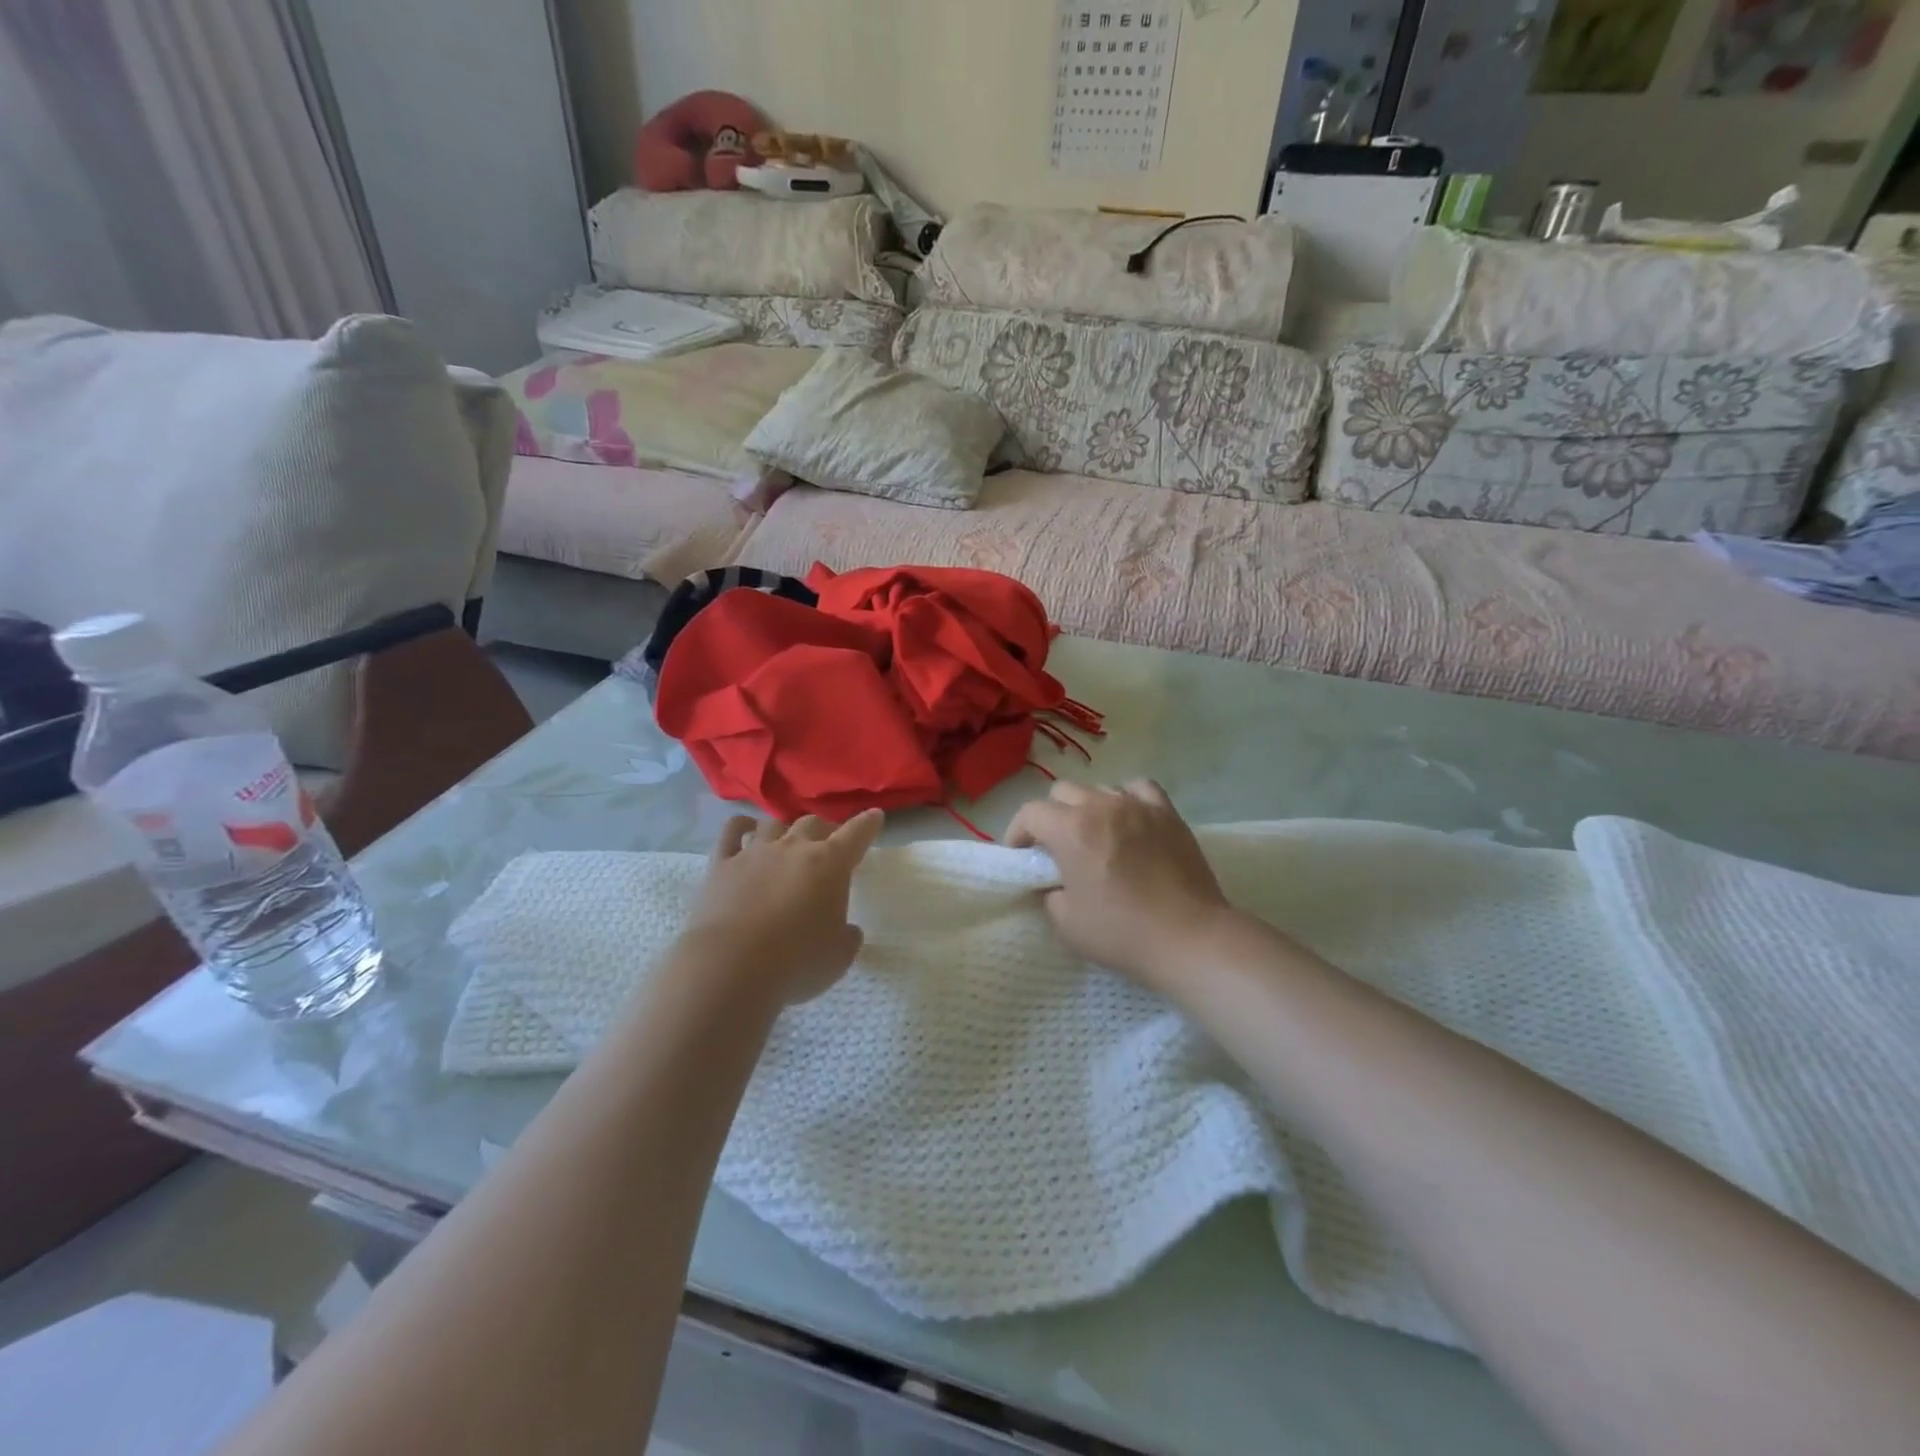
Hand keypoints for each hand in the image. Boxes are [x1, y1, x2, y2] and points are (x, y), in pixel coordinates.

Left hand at [680, 809, 885, 1005]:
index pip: (856, 834)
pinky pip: (731, 833)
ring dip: (785, 828)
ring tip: (787, 839)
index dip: (867, 824)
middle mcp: (793, 848)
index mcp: (830, 864)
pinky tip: (745, 829)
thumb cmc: (797, 962)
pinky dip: (740, 826)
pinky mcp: (721, 864)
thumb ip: (847, 937)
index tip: (875, 816)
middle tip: (827, 843)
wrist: (731, 967)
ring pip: (774, 823)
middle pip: (813, 823)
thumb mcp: (839, 957)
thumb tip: (847, 930)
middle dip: (824, 829)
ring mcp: (755, 853)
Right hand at [1004, 780, 1233, 988]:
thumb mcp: (1066, 922)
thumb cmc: (1121, 933)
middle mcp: (1102, 806)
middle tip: (1056, 847)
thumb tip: (1055, 881)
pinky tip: (1128, 819)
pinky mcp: (1168, 813)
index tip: (1021, 855)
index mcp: (1071, 829)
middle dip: (1051, 816)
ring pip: (1100, 789)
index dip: (1018, 832)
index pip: (1030, 813)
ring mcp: (1138, 806)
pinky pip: (1139, 789)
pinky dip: (1127, 798)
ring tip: (1095, 836)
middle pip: (1062, 792)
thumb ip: (1049, 893)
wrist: (1188, 937)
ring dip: (1088, 808)